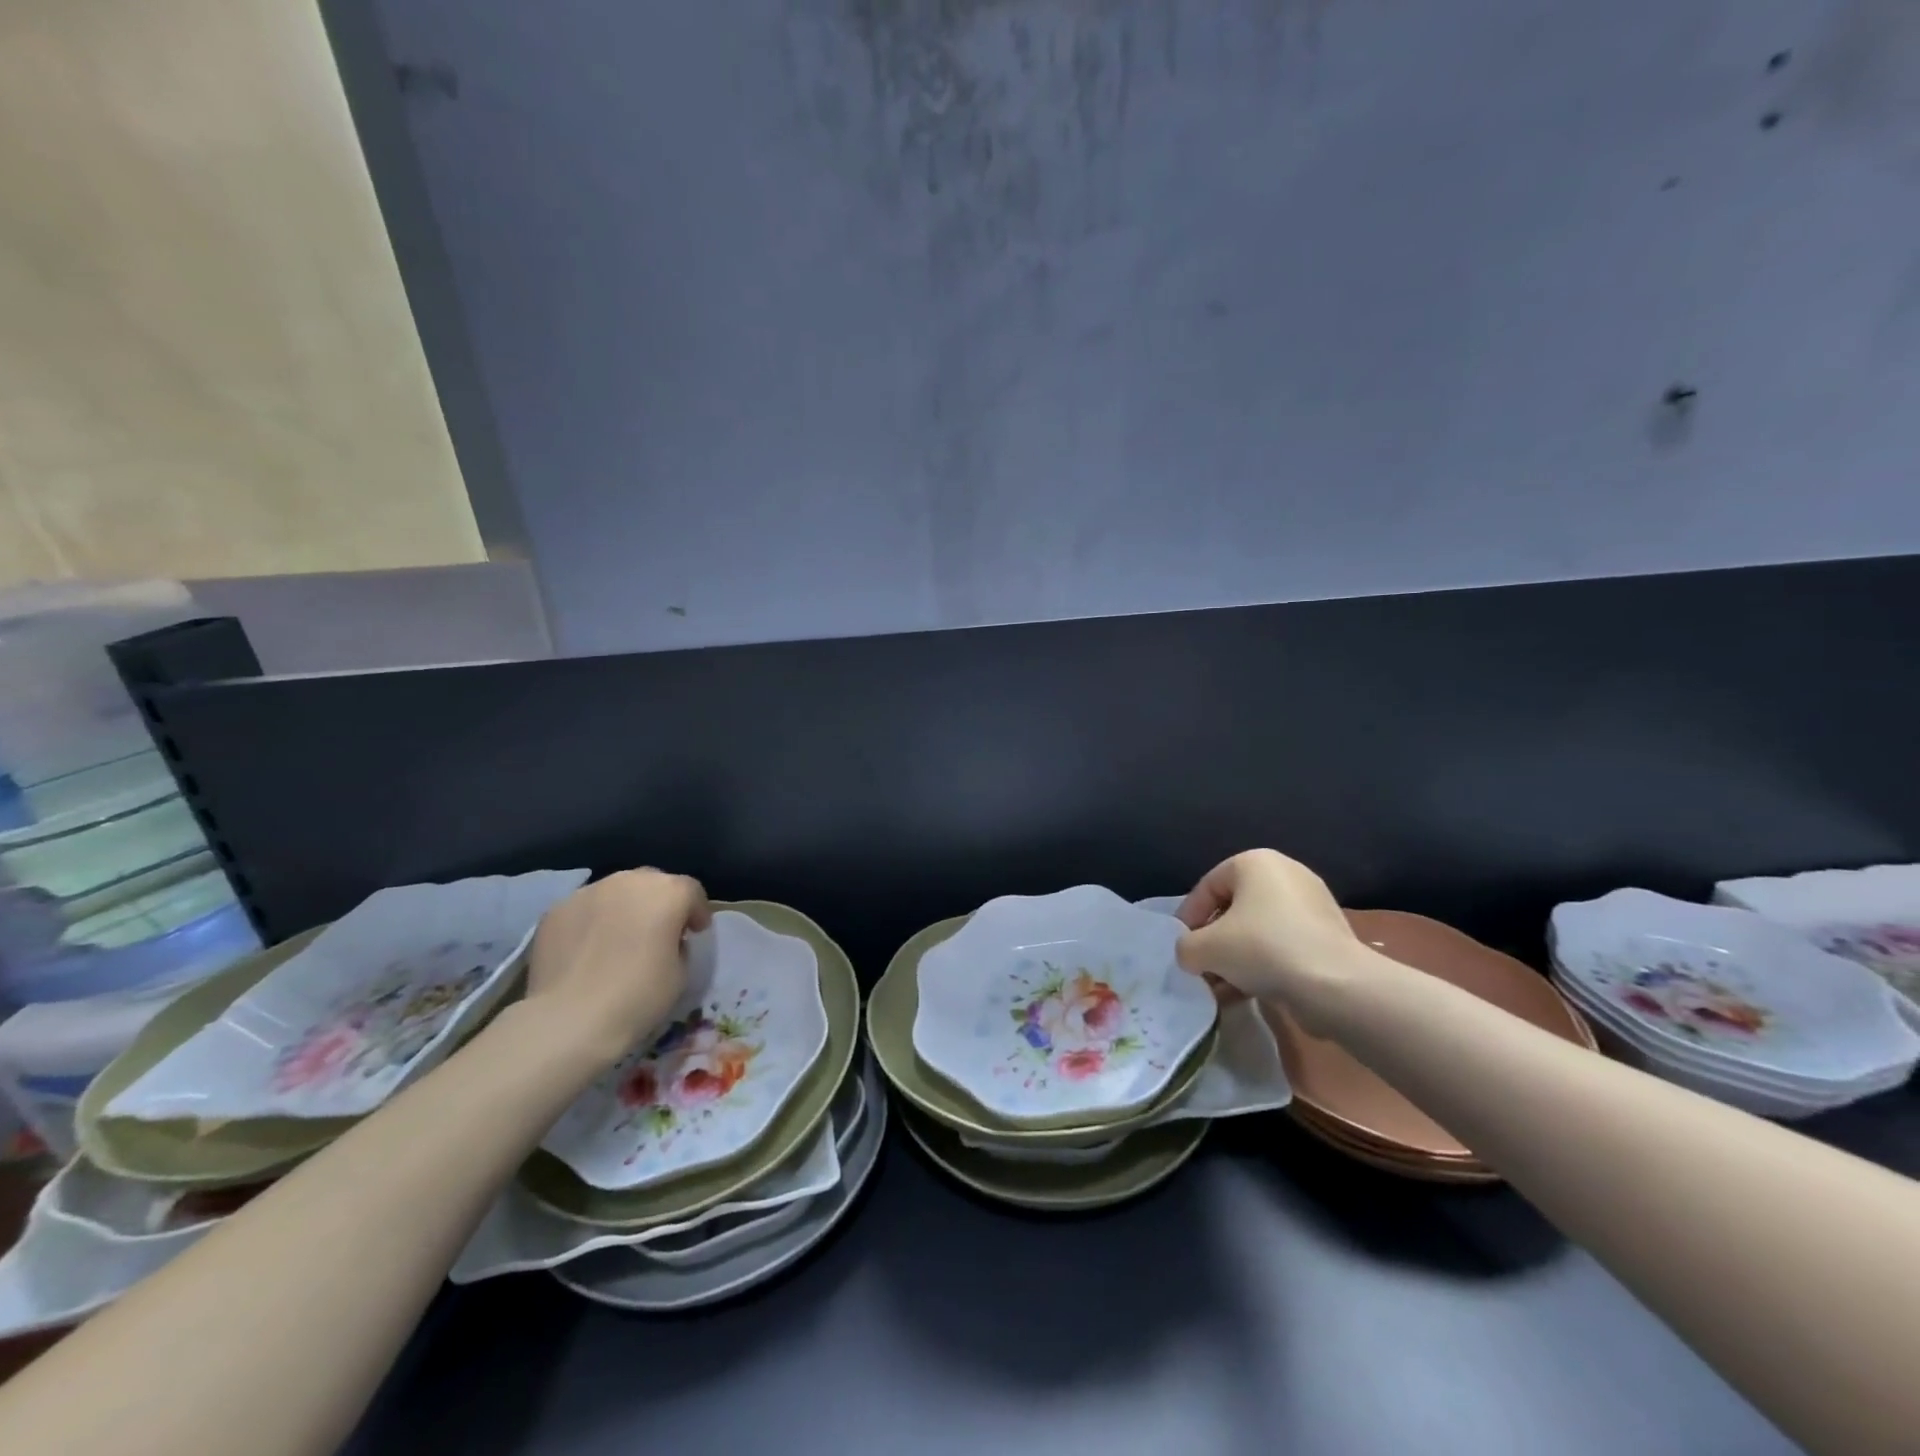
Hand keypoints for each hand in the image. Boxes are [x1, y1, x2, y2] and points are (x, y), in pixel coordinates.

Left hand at [526, 869, 710, 1064]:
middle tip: (657, 932)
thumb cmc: (638, 996)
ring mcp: (588, 892)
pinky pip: (585, 909)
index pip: (691, 891)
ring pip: (616, 892)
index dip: (696, 911)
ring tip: (618, 939)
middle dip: (659, 903)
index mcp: (668, 892)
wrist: (569, 1020)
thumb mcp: (681, 973)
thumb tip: (666, 939)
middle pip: (652, 882)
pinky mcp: (556, 910)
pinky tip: (587, 950)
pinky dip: (592, 922)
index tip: (695, 933)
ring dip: (624, 908)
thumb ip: (678, 945)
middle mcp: (629, 881)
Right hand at [1174, 849, 1381, 1032]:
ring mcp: (1312, 904)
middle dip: (1214, 941)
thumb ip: (1186, 947)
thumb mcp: (1204, 948)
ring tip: (1221, 988)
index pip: (1207, 887)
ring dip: (1236, 958)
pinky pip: (1283, 945)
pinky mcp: (1329, 935)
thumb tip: (1192, 955)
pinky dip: (1263, 965)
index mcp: (1255, 862)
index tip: (1182, 949)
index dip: (1188, 919)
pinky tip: (1248, 992)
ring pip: (1258, 930)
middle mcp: (1285, 873)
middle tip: (1202, 968)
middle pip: (1233, 908)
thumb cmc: (1263, 949)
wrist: (1337, 986)